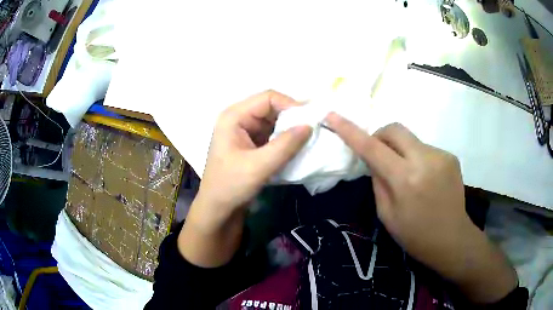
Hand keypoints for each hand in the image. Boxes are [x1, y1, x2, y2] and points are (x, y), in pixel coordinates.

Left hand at [179, 90, 311, 266]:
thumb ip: (285, 145)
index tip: (311, 120)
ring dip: (290, 129)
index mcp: (234, 116)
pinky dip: (285, 139)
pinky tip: (296, 148)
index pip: (268, 98)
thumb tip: (309, 126)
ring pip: (274, 121)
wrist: (218, 208)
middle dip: (292, 118)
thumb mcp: (259, 166)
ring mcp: (245, 131)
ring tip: (307, 139)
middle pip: (272, 108)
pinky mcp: (251, 143)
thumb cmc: (231, 186)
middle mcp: (239, 118)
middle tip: (313, 130)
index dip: (291, 105)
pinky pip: (272, 134)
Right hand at [326, 112, 516, 303]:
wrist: (452, 239)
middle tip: (377, 154)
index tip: (332, 115)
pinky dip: (416, 158)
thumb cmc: (415, 235)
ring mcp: (441, 155)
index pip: (372, 147)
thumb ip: (378, 181)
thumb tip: (373, 159)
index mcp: (406, 180)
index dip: (350, 130)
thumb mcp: (387, 215)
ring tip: (407, 175)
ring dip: (401, 151)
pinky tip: (423, 178)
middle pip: (394, 129)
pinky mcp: (450, 156)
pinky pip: (424, 148)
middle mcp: (425, 160)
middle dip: (380, 136)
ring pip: (410, 139)